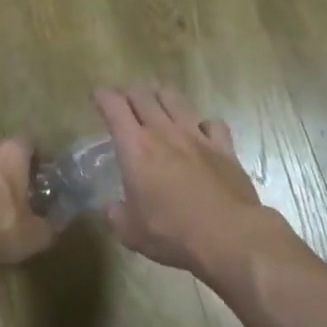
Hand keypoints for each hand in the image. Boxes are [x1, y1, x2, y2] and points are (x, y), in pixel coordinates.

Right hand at [92, 85, 269, 274]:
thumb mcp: (130, 232)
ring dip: (162, 95)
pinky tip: (200, 131)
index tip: (97, 96)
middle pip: (144, 95)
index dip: (103, 96)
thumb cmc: (172, 233)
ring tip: (157, 99)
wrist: (228, 235)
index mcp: (136, 148)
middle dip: (130, 91)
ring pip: (176, 99)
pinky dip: (201, 123)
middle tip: (124, 99)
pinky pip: (212, 123)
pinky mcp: (224, 147)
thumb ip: (116, 215)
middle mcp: (165, 132)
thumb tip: (111, 208)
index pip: (114, 107)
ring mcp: (197, 136)